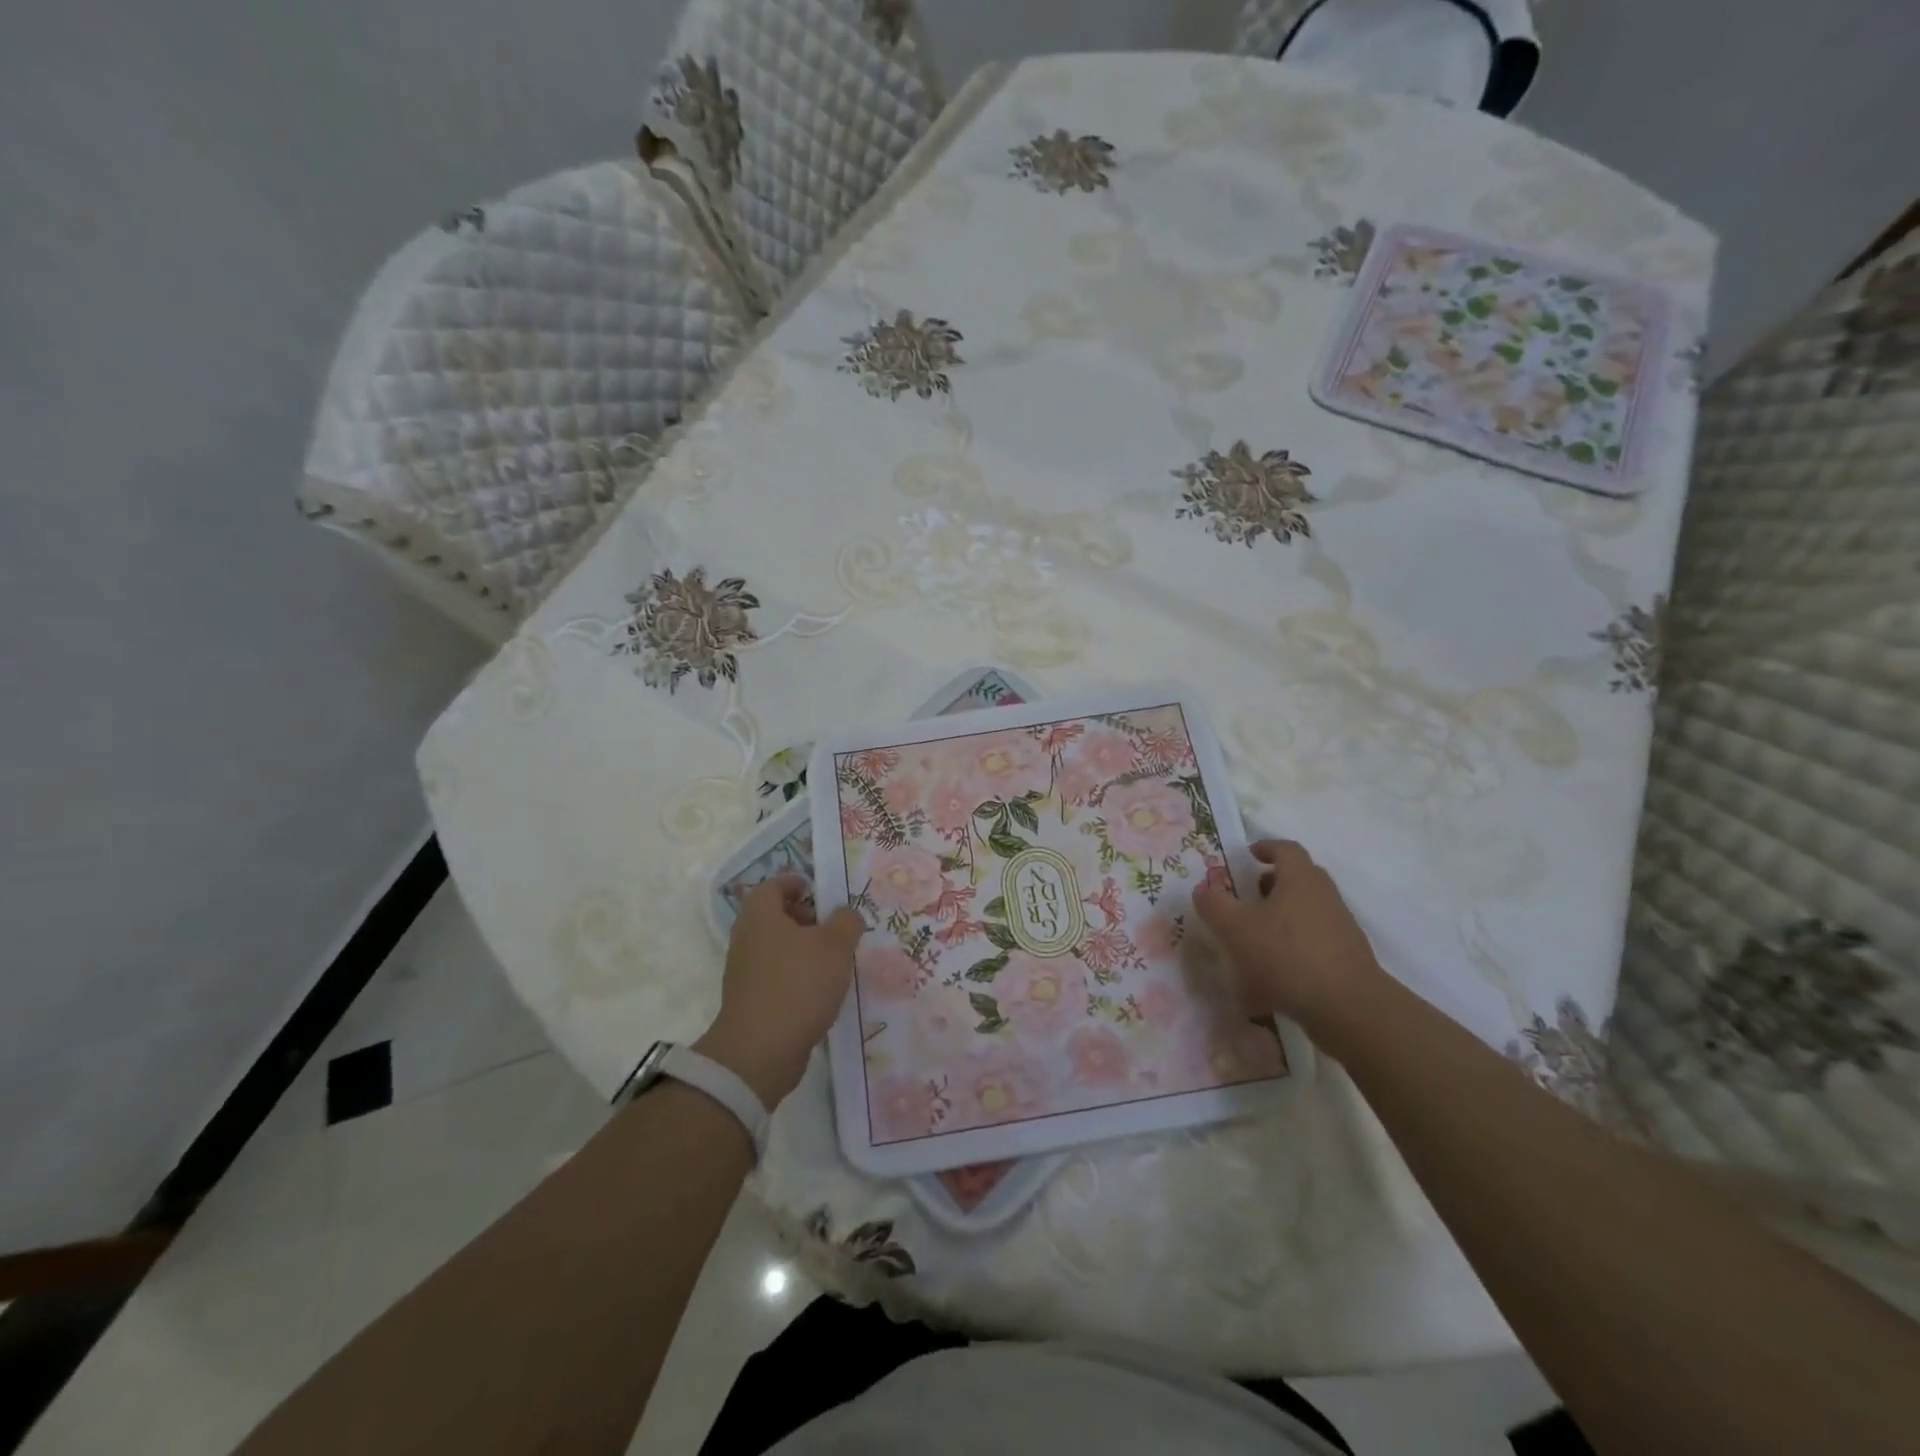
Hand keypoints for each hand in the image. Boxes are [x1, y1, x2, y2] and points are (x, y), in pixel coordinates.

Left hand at [695, 875, 864, 1106]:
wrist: (760, 1051)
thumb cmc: (798, 984)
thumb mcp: (835, 945)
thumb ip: (846, 922)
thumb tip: (846, 915)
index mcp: (761, 915)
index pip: (773, 885)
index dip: (796, 882)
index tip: (818, 889)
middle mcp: (747, 938)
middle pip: (774, 916)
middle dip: (803, 916)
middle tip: (832, 926)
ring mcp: (745, 972)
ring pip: (776, 948)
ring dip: (802, 949)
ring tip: (834, 960)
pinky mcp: (750, 1001)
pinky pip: (776, 976)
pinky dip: (796, 975)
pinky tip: (820, 990)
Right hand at [1192, 839, 1386, 1034]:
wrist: (1348, 1007)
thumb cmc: (1287, 956)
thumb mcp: (1236, 929)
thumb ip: (1214, 905)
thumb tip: (1203, 889)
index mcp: (1300, 879)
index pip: (1286, 849)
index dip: (1265, 848)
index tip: (1247, 856)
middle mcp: (1325, 896)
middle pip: (1299, 879)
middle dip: (1271, 884)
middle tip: (1247, 897)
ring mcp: (1340, 928)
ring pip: (1307, 911)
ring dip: (1281, 918)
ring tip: (1255, 941)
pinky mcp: (1347, 959)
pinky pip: (1314, 943)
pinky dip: (1293, 949)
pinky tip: (1274, 977)